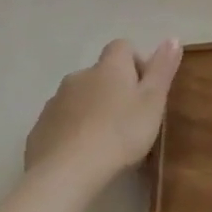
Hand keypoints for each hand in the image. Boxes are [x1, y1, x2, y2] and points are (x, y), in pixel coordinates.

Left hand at [25, 38, 182, 186]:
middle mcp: (79, 76)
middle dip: (113, 89)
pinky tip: (81, 154)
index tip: (145, 90)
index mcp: (109, 67)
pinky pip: (61, 121)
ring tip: (105, 140)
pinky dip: (72, 130)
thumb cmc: (120, 133)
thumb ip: (163, 68)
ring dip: (92, 109)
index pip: (122, 47)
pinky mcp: (39, 129)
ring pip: (79, 97)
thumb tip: (173, 38)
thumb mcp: (153, 101)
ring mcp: (54, 102)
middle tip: (129, 119)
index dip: (136, 63)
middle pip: (100, 73)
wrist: (66, 173)